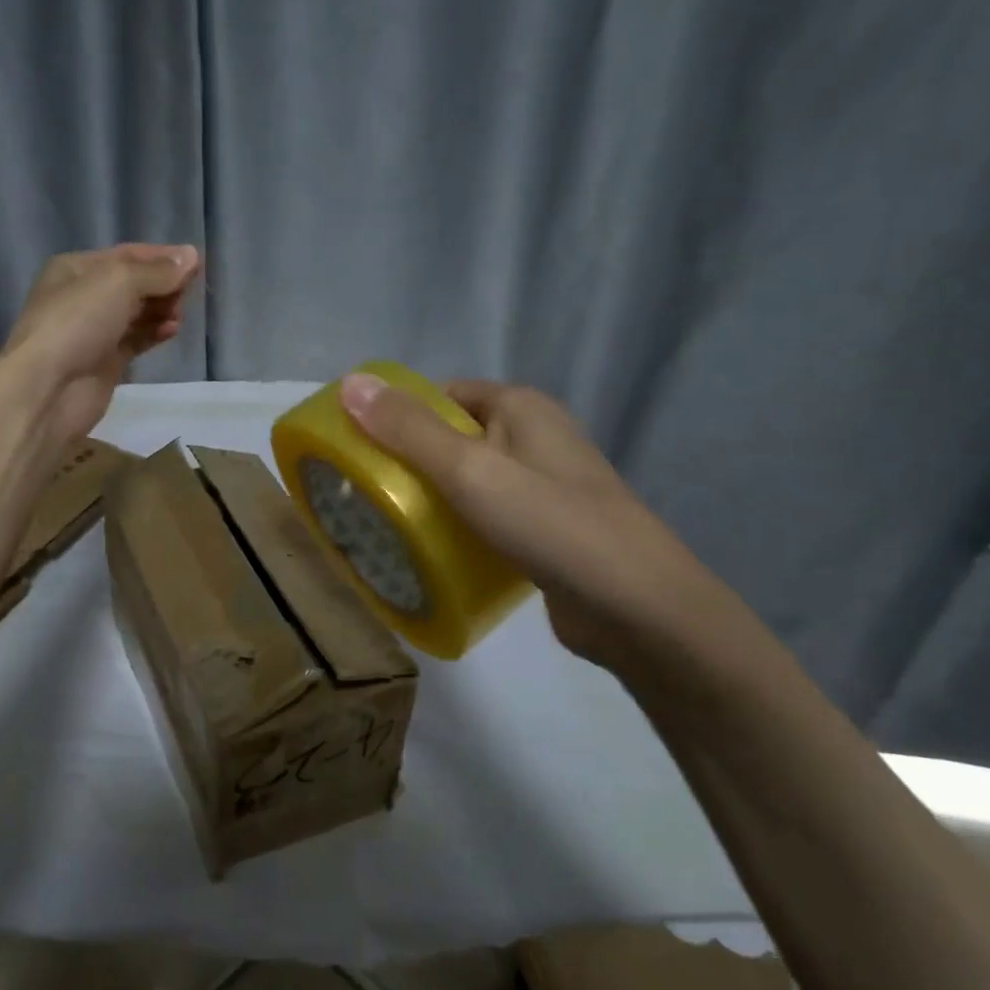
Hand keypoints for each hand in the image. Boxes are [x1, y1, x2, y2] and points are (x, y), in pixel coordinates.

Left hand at [2, 244, 200, 444]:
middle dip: (163, 285)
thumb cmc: (78, 322)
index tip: (197, 263)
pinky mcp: (105, 362)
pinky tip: (172, 330)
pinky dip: (155, 332)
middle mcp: (83, 296)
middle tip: (189, 292)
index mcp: (76, 268)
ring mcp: (93, 331)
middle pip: (133, 284)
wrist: (49, 388)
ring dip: (161, 309)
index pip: (127, 255)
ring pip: (136, 313)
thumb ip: (158, 271)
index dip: (162, 257)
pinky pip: (136, 340)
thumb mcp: (119, 282)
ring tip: (180, 314)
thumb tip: (192, 257)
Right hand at [338, 374, 708, 668]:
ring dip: (429, 499)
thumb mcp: (469, 470)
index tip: (354, 448)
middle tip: (361, 492)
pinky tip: (428, 553)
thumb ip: (408, 429)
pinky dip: (457, 527)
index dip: (396, 415)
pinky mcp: (545, 530)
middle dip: (407, 461)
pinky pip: (486, 516)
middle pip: (452, 438)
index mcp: (520, 407)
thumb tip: (350, 381)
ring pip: (468, 481)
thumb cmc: (550, 523)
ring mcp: (543, 486)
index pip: (442, 396)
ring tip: (382, 524)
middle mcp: (534, 437)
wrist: (638, 609)